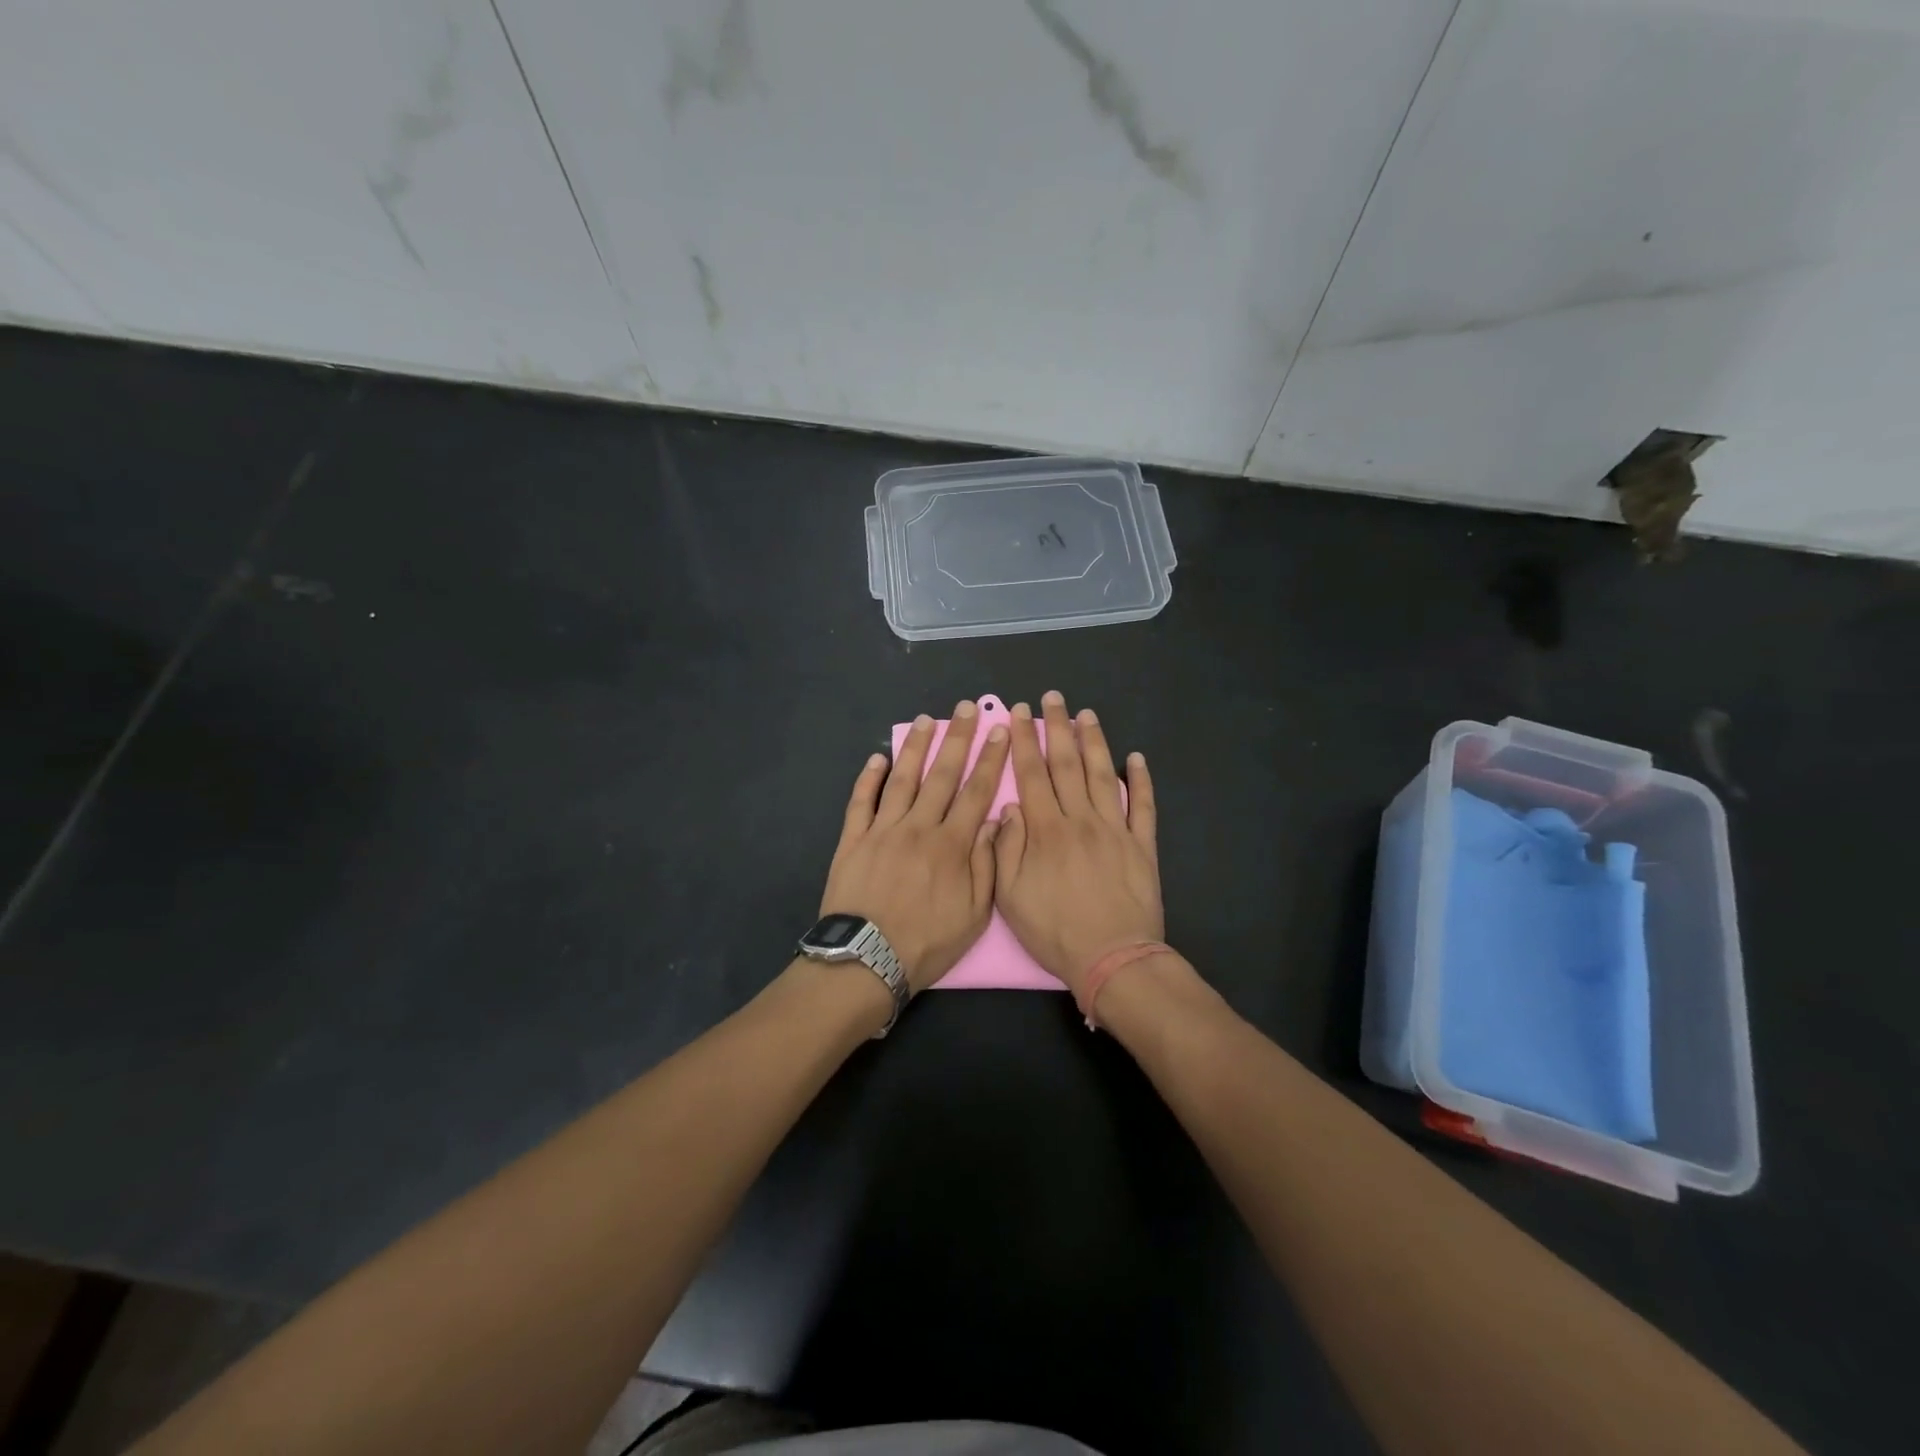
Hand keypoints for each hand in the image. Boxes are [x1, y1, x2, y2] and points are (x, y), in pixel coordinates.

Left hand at [820, 700, 1010, 993]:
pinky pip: (862, 802)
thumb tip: (994, 821)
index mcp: (952, 845)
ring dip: (916, 748)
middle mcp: (919, 827)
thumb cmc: (926, 943)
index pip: (976, 792)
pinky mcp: (853, 840)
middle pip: (942, 775)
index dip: (990, 759)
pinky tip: (878, 758)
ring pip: (903, 780)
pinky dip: (869, 778)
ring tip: (926, 720)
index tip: (1000, 730)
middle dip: (957, 739)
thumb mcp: (973, 915)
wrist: (866, 961)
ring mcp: (882, 830)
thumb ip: (986, 865)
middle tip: (965, 709)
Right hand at [994, 691, 1161, 996]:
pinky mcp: (1142, 845)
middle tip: (1052, 698)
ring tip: (1086, 714)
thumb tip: (1009, 808)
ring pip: (1103, 775)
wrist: (1112, 958)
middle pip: (1066, 764)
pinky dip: (1141, 780)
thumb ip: (1006, 848)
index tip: (1017, 714)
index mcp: (1046, 830)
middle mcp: (1081, 819)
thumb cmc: (1054, 931)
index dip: (1023, 741)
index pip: (1031, 775)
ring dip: (1094, 742)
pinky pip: (1143, 806)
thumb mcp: (1010, 896)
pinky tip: (1136, 758)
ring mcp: (1116, 830)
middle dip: (1056, 728)